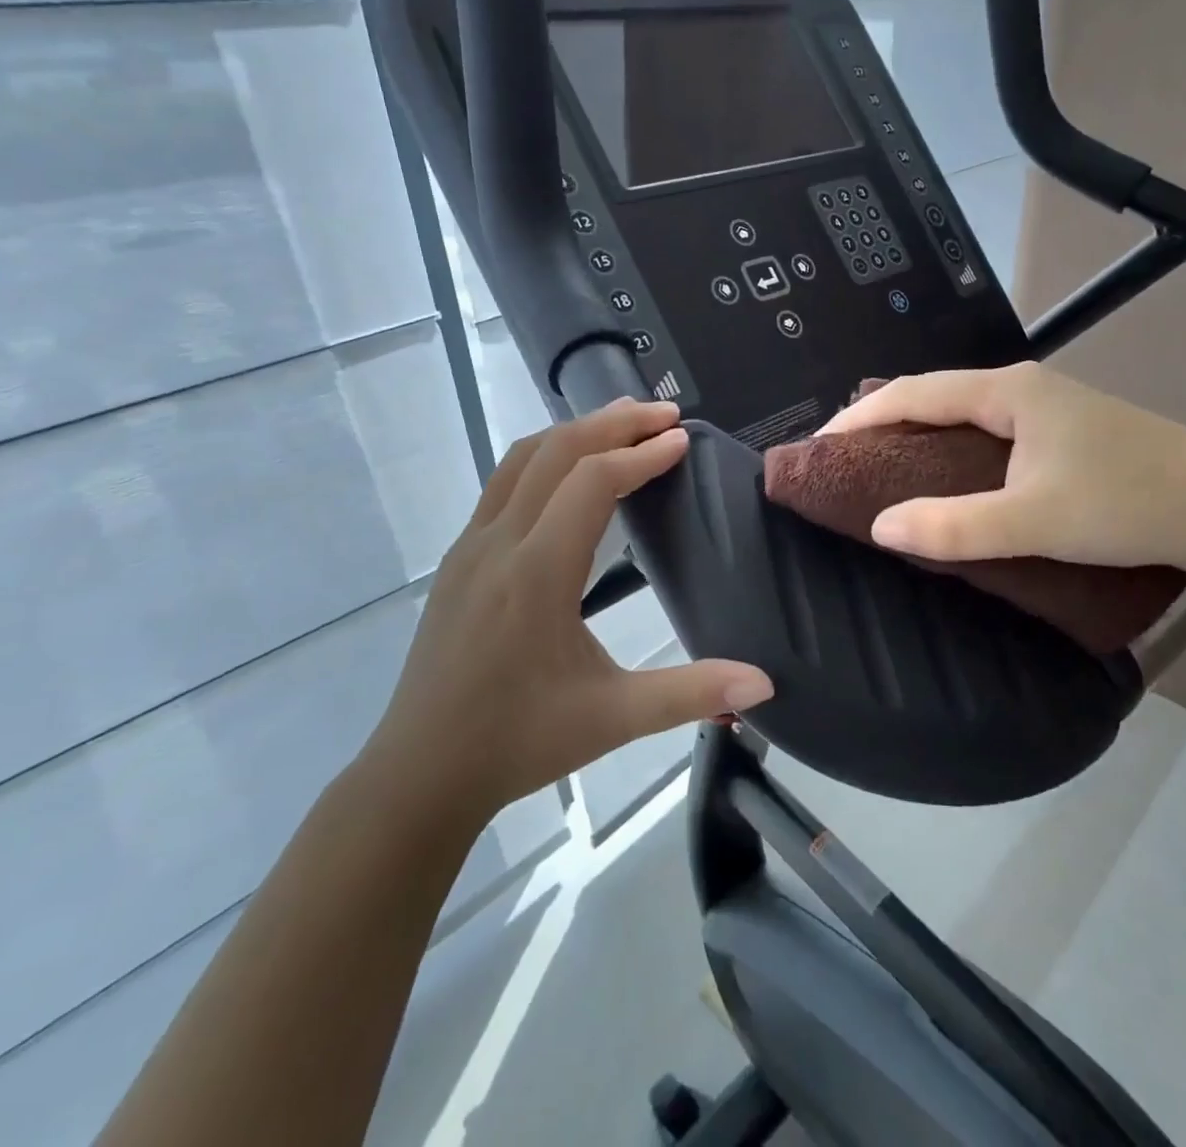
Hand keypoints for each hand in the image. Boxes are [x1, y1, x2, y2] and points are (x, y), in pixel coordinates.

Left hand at [361, 400, 772, 822]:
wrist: (420, 774)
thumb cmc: (519, 741)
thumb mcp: (613, 718)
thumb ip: (691, 692)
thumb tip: (765, 683)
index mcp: (537, 572)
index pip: (591, 481)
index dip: (641, 454)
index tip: (682, 439)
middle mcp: (498, 543)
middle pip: (555, 451)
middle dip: (612, 423)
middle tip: (663, 413)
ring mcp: (470, 547)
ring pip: (521, 459)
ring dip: (574, 431)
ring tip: (621, 422)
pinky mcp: (457, 559)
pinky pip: (502, 483)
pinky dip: (545, 457)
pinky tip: (569, 472)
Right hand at [820, 361, 1185, 574]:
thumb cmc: (1127, 503)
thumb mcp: (1033, 521)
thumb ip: (954, 528)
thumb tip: (881, 528)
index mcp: (1008, 392)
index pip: (913, 393)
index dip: (860, 417)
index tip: (819, 446)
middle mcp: (1023, 388)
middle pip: (934, 395)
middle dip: (883, 421)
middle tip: (843, 458)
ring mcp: (1047, 409)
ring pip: (961, 414)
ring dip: (918, 436)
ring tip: (881, 468)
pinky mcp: (1064, 434)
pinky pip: (986, 433)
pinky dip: (951, 450)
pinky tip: (947, 477)